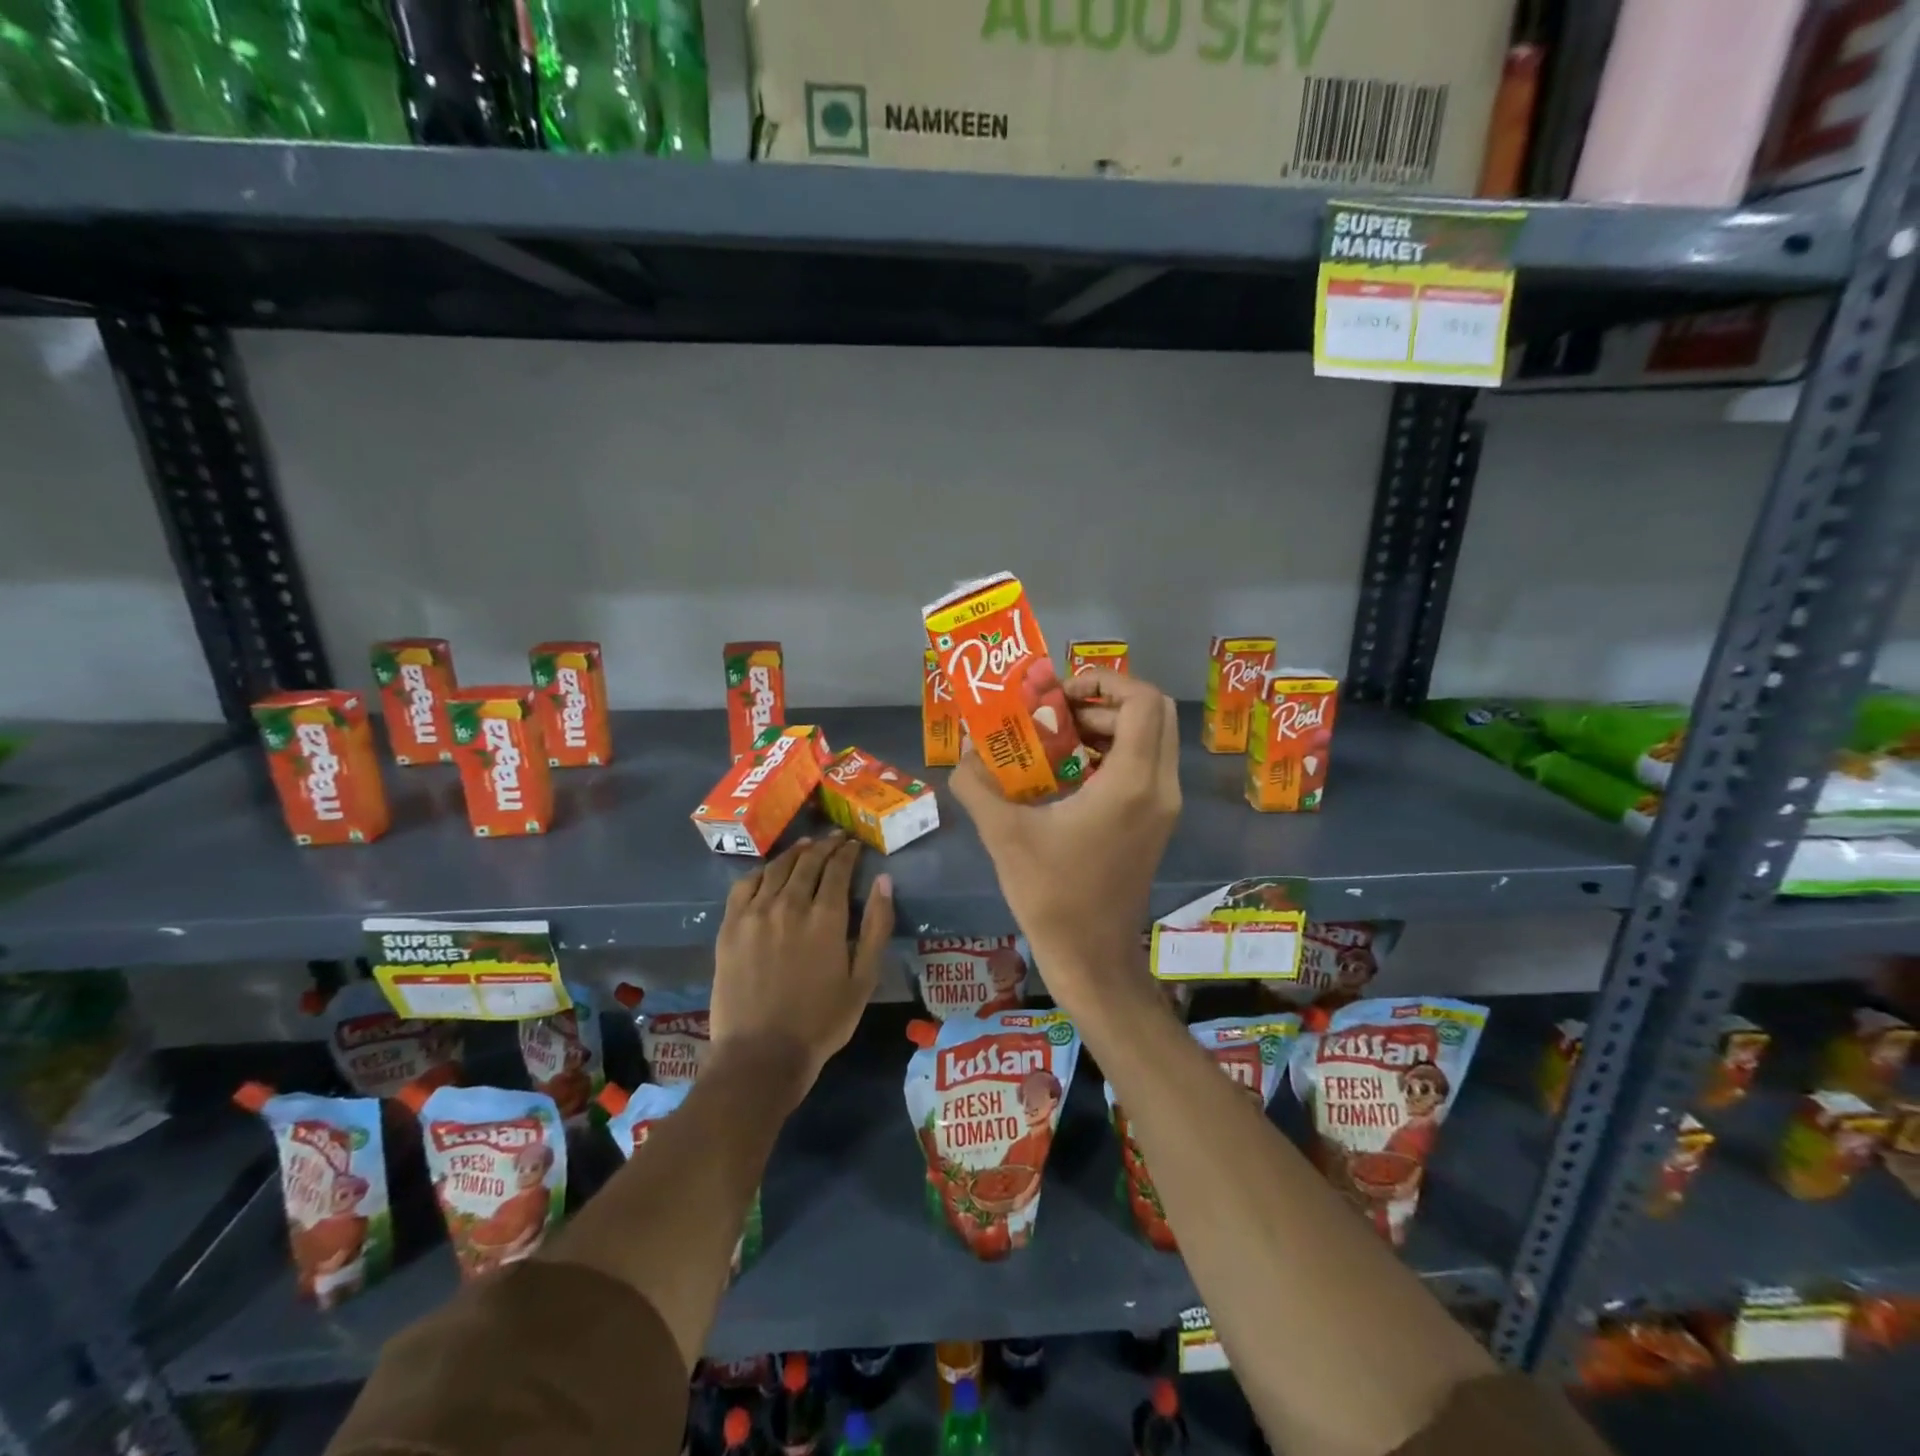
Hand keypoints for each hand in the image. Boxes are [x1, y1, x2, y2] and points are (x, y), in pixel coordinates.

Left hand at [711, 832, 893, 1100]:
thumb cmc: (821, 1021)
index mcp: (825, 917)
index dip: (848, 853)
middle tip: (835, 839)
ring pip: (777, 868)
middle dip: (825, 846)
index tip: (854, 844)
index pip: (838, 869)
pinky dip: (762, 871)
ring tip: (806, 846)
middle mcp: (790, 904)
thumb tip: (883, 881)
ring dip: (795, 853)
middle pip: (808, 862)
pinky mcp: (730, 926)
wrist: (761, 1054)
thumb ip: (877, 926)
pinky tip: (769, 870)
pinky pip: (745, 885)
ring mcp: (755, 913)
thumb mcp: (863, 979)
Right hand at [949, 669, 1180, 1010]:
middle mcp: (1159, 787)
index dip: (1106, 681)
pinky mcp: (1156, 823)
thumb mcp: (1005, 835)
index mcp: (1131, 782)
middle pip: (1154, 713)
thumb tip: (962, 752)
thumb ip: (978, 786)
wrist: (1092, 957)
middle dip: (1106, 700)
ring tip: (1058, 738)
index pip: (1144, 701)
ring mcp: (1163, 807)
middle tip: (1057, 711)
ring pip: (1151, 739)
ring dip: (1109, 726)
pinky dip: (1113, 753)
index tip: (1060, 693)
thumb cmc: (1052, 895)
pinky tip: (1069, 772)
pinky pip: (1144, 766)